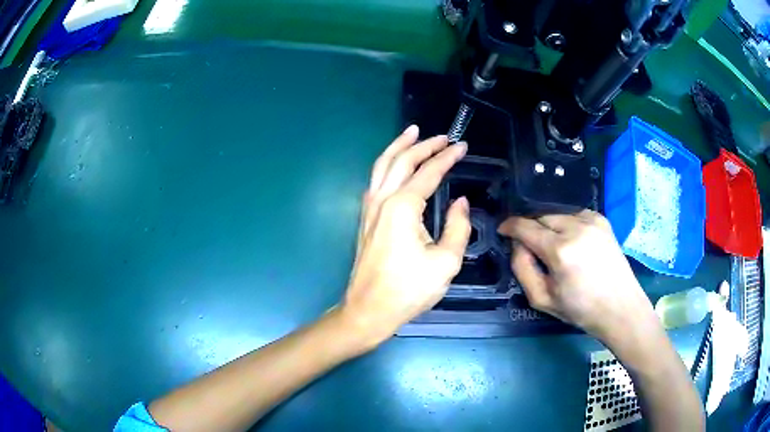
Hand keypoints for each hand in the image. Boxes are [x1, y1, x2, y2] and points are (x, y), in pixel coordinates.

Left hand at [340, 125, 470, 348]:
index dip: (447, 157)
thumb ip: (458, 227)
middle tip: (441, 136)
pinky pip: (375, 180)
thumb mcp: (446, 262)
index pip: (428, 172)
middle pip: (401, 160)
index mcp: (403, 207)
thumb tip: (460, 202)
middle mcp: (382, 200)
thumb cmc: (408, 290)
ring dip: (399, 147)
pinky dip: (387, 164)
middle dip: (422, 144)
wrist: (368, 310)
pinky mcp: (365, 218)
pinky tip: (395, 165)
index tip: (462, 146)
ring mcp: (369, 208)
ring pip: (382, 165)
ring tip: (412, 133)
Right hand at [498, 210, 657, 343]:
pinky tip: (573, 242)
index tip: (503, 230)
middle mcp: (575, 227)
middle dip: (532, 229)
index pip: (525, 226)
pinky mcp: (602, 219)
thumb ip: (522, 268)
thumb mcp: (542, 299)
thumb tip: (517, 245)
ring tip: (555, 248)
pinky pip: (574, 215)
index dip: (510, 226)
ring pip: (557, 215)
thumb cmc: (580, 309)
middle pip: (541, 217)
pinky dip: (567, 225)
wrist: (620, 307)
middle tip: (534, 250)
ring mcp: (591, 220)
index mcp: (560, 251)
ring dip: (550, 227)